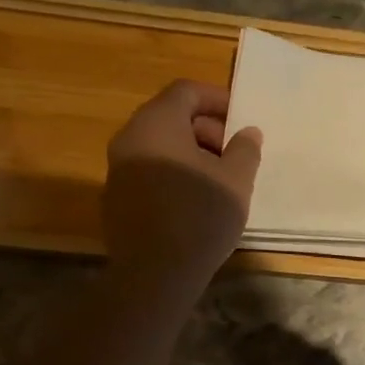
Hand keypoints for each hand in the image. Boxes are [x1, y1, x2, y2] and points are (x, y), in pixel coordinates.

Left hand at [104, 80, 260, 292]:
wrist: (155, 273)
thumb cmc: (201, 216)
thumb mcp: (236, 181)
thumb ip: (245, 149)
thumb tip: (248, 132)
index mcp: (157, 123)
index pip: (186, 91)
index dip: (218, 99)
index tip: (242, 120)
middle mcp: (130, 138)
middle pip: (171, 117)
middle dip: (207, 130)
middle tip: (235, 155)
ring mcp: (118, 169)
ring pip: (160, 146)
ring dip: (192, 154)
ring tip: (220, 181)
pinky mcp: (117, 198)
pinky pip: (149, 172)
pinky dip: (174, 174)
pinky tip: (195, 202)